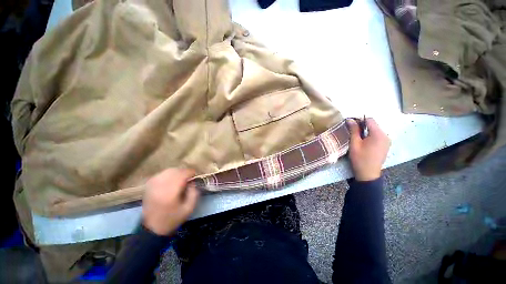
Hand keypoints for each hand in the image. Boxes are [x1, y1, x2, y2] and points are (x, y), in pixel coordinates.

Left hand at [142, 168, 199, 235]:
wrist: (152, 228)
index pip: (182, 174)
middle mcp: (160, 186)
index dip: (191, 172)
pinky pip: (161, 174)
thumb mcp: (189, 208)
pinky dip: (168, 174)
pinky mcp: (149, 186)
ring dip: (177, 172)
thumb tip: (192, 181)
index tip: (195, 175)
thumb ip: (194, 192)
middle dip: (184, 172)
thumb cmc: (173, 219)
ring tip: (181, 178)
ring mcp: (153, 185)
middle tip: (189, 177)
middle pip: (175, 170)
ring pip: (168, 171)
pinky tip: (171, 180)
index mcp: (170, 192)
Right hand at [347, 118, 390, 180]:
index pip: (370, 120)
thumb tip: (350, 119)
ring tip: (357, 138)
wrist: (368, 174)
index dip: (359, 120)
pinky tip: (364, 143)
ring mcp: (387, 141)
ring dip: (365, 131)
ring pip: (375, 130)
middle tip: (352, 132)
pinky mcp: (386, 146)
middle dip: (362, 126)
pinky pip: (378, 136)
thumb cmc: (360, 158)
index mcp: (378, 134)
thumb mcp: (354, 143)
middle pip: (373, 125)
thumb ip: (353, 130)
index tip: (350, 125)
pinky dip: (370, 136)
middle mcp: (385, 136)